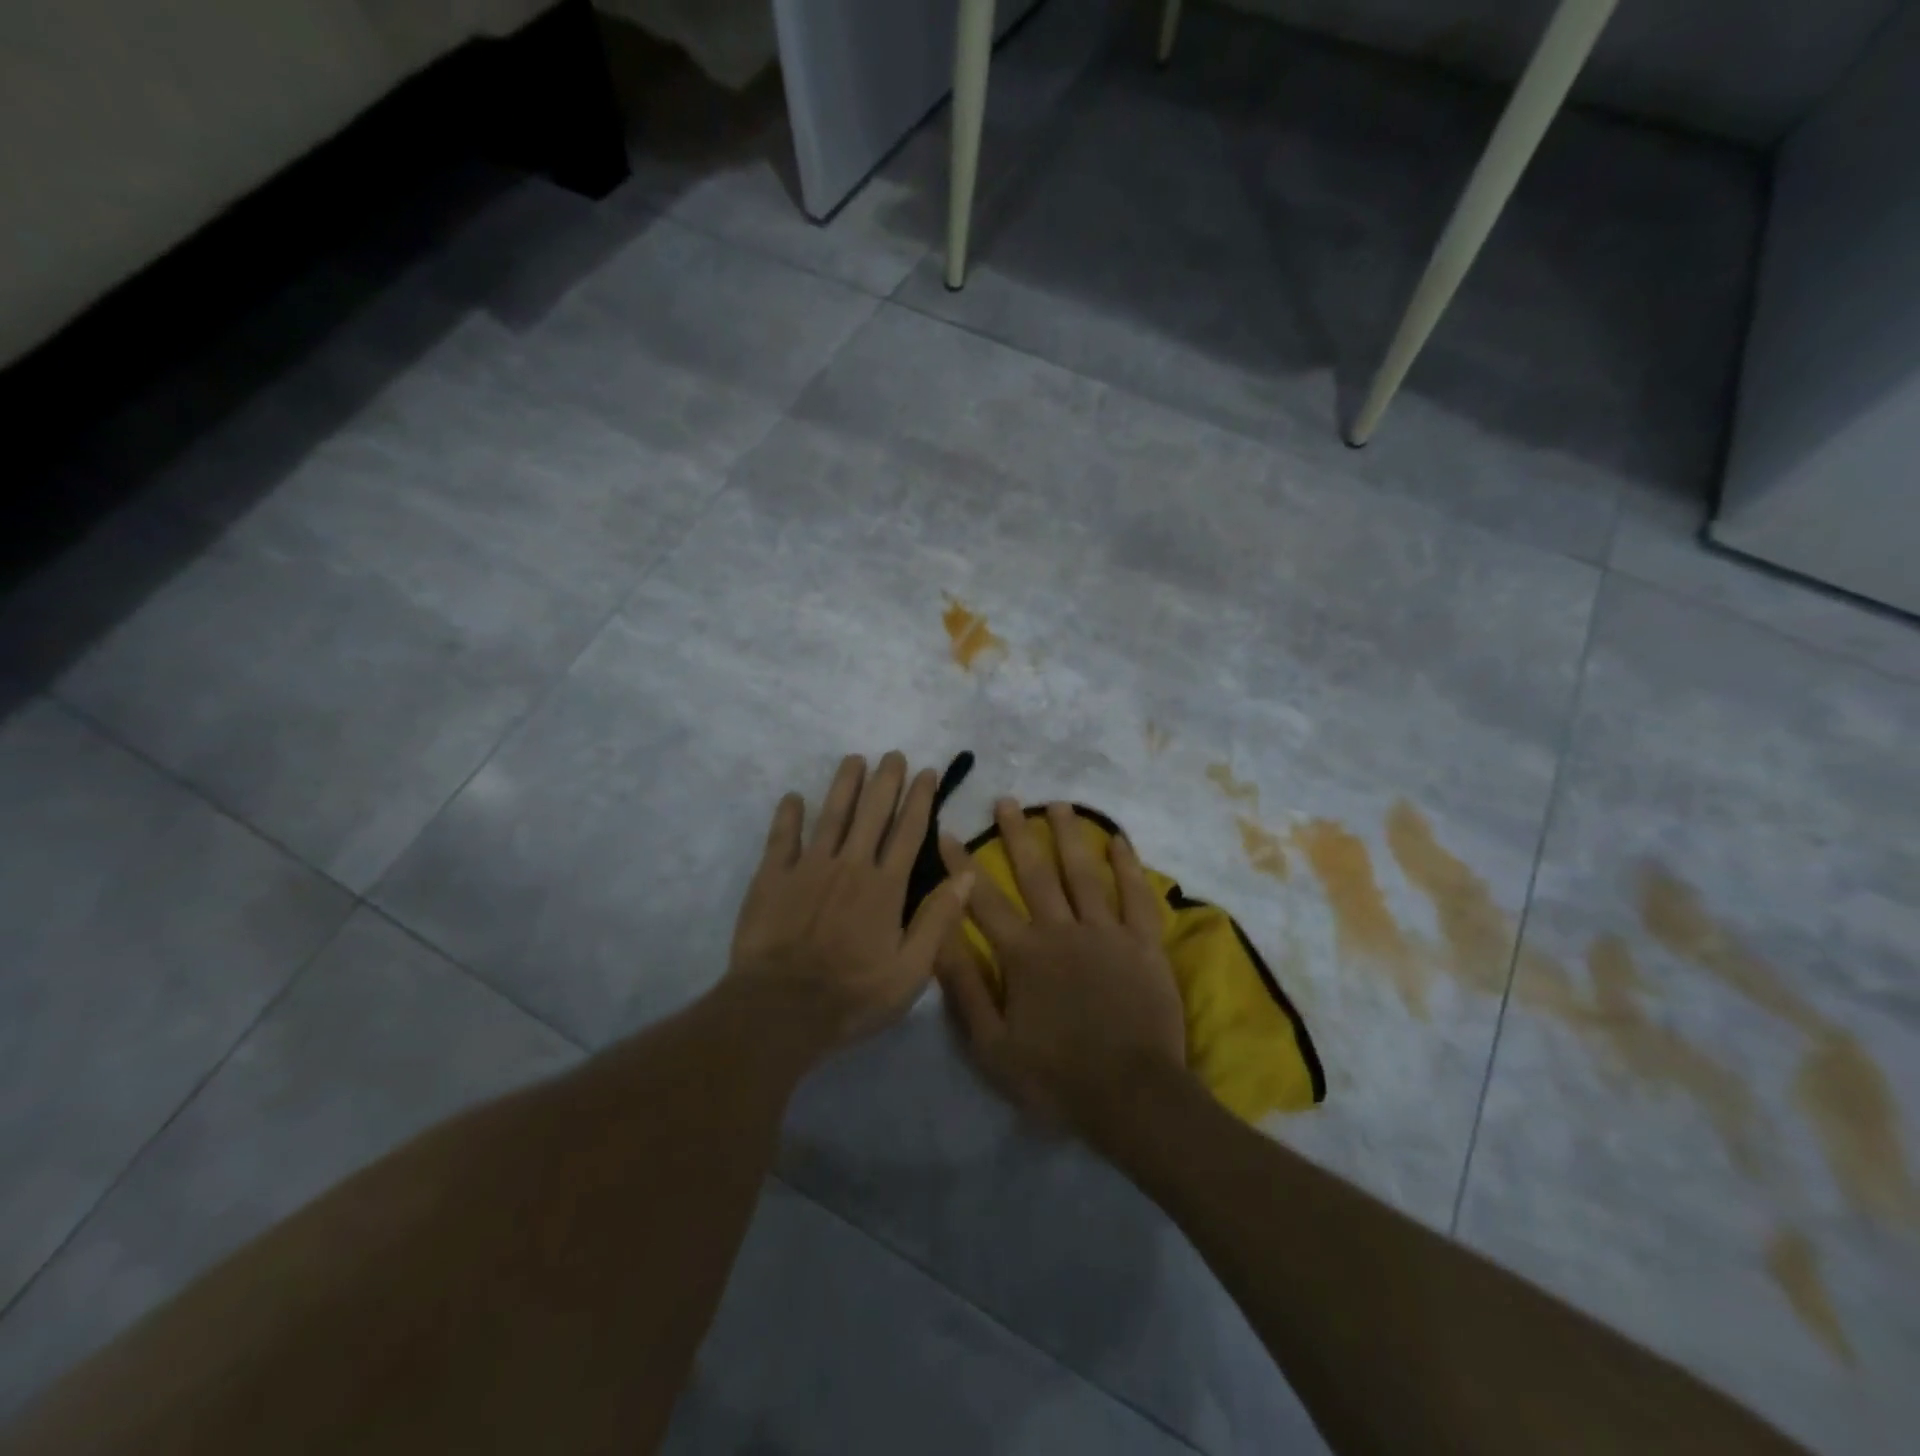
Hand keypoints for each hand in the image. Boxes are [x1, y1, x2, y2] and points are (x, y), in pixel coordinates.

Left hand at [724, 752, 972, 1059]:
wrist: (781, 1010)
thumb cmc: (852, 996)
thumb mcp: (911, 971)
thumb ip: (938, 920)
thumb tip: (967, 875)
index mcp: (885, 887)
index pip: (908, 832)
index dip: (919, 799)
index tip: (926, 772)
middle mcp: (850, 866)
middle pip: (871, 813)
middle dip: (885, 781)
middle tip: (893, 754)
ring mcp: (809, 868)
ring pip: (830, 815)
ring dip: (844, 785)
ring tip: (854, 759)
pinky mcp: (773, 878)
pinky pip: (782, 838)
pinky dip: (788, 815)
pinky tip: (793, 796)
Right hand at [936, 800, 1187, 1135]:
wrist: (1132, 1097)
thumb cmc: (1056, 1077)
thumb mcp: (992, 1046)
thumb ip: (965, 988)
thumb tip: (938, 936)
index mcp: (1024, 954)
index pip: (982, 900)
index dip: (961, 866)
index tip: (947, 833)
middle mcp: (1062, 930)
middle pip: (1035, 873)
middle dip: (1017, 834)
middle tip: (1006, 801)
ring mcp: (1106, 933)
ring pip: (1083, 873)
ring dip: (1068, 836)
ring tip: (1057, 804)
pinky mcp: (1143, 944)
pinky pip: (1135, 896)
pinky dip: (1127, 866)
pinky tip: (1119, 840)